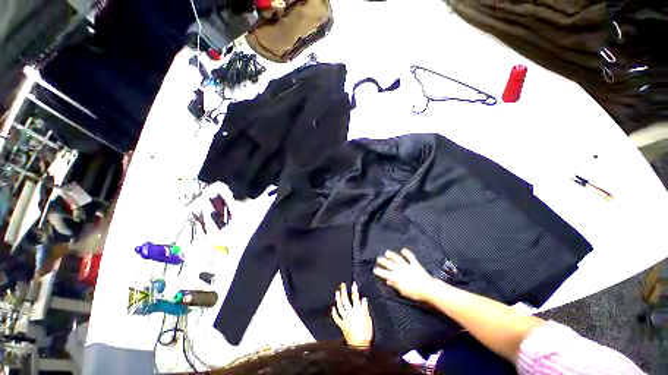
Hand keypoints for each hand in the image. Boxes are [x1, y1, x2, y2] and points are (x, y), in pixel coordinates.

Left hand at [331, 282, 372, 346]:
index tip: (353, 284)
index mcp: (357, 311)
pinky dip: (334, 312)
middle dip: (343, 291)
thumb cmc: (366, 333)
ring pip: (339, 306)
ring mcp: (344, 319)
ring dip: (337, 298)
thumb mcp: (368, 319)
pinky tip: (333, 308)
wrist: (360, 345)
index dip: (354, 289)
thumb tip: (363, 299)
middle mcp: (349, 313)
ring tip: (337, 292)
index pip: (355, 297)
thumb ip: (365, 308)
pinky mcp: (342, 325)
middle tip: (342, 284)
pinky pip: (336, 318)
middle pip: (345, 299)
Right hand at [373, 248, 434, 301]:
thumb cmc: (415, 293)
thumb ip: (395, 285)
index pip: (386, 274)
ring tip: (387, 252)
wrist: (428, 289)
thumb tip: (388, 281)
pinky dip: (407, 253)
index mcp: (397, 277)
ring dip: (392, 255)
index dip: (379, 271)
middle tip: (378, 259)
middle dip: (383, 261)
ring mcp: (407, 266)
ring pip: (397, 259)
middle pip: (390, 264)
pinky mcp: (415, 264)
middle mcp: (400, 270)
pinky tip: (403, 250)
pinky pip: (410, 257)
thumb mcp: (403, 292)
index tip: (375, 270)